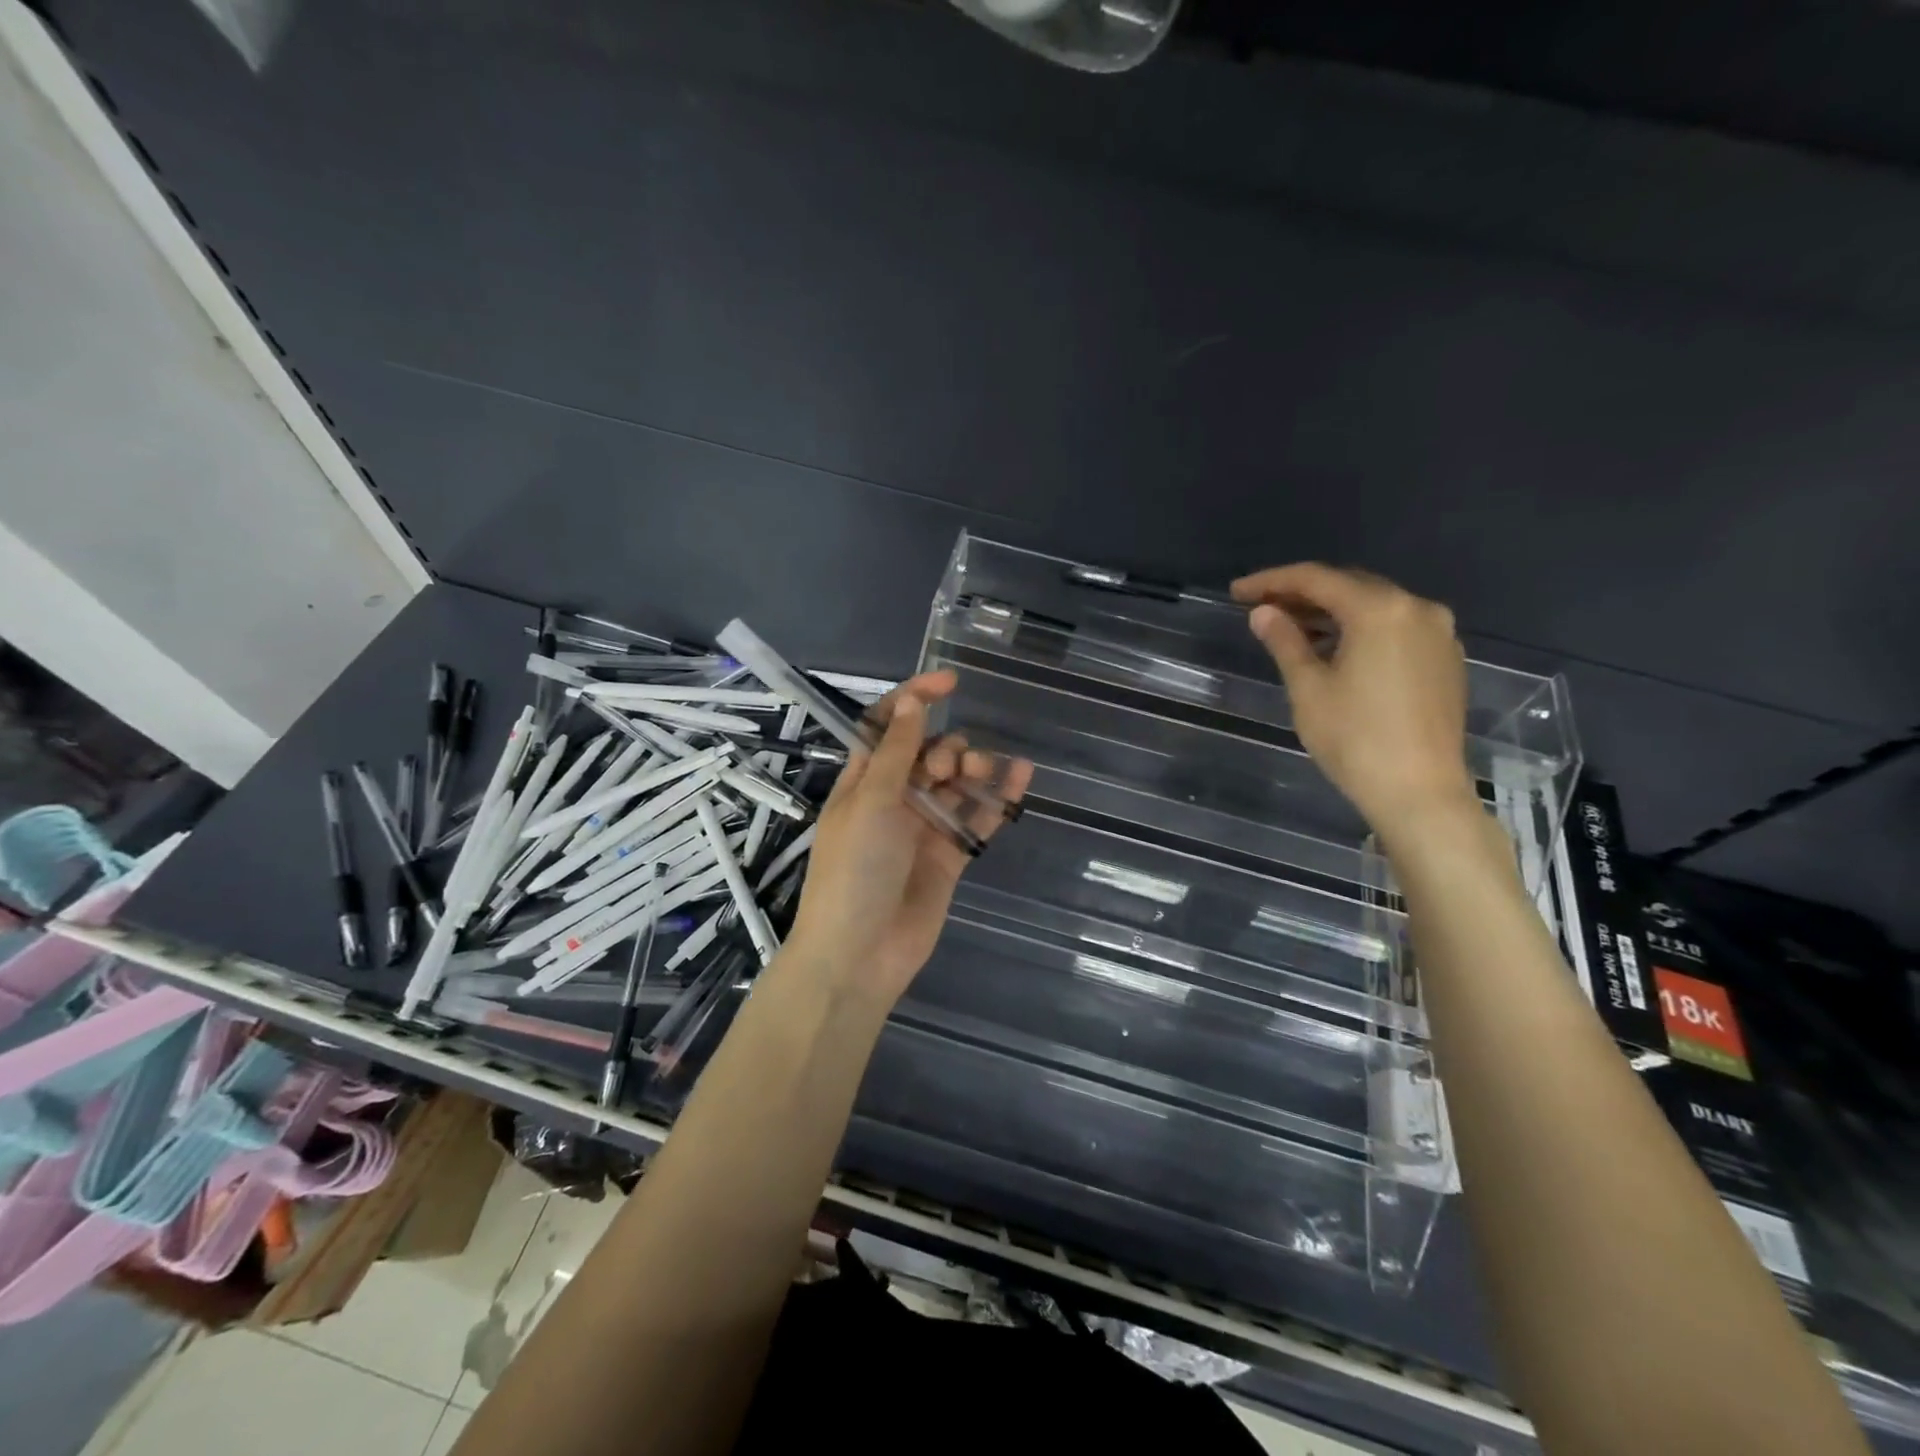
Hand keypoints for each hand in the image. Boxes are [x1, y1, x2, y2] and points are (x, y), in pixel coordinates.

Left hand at [784, 671, 1032, 1005]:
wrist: (860, 954)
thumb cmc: (854, 869)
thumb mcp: (871, 801)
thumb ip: (896, 752)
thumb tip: (911, 702)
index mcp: (863, 781)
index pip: (887, 726)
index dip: (914, 700)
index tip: (950, 682)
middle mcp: (893, 799)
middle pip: (927, 753)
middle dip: (945, 747)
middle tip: (949, 766)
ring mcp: (923, 828)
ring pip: (956, 784)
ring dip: (973, 768)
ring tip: (979, 772)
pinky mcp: (950, 856)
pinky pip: (978, 818)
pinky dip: (999, 799)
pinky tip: (1022, 776)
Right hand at [1232, 563, 1475, 834]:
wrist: (1419, 792)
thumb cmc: (1355, 739)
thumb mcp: (1308, 688)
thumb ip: (1285, 641)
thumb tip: (1263, 612)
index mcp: (1380, 610)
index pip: (1316, 579)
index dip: (1271, 581)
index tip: (1236, 592)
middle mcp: (1417, 608)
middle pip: (1350, 586)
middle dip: (1302, 593)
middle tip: (1260, 606)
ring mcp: (1438, 633)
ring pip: (1374, 606)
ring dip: (1331, 611)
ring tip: (1290, 627)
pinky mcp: (1445, 658)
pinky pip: (1394, 627)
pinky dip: (1360, 629)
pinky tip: (1334, 647)